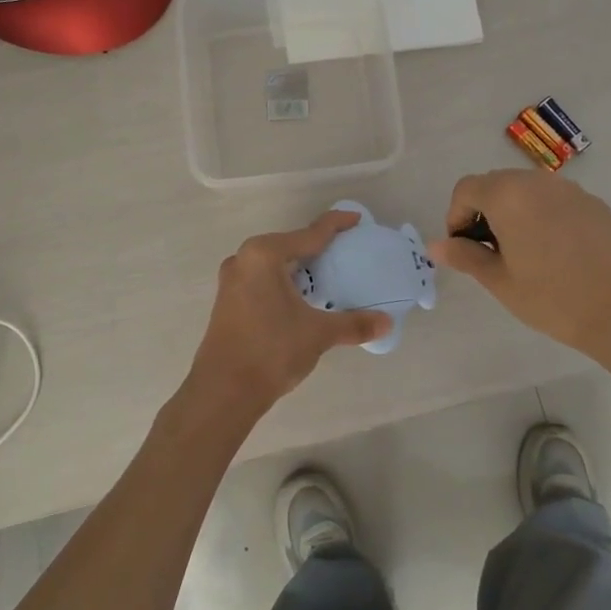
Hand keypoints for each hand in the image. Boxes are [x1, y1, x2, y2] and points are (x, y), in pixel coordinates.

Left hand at [183, 211, 390, 423]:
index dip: (335, 225)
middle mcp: (244, 259)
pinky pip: (262, 280)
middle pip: (289, 245)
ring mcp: (231, 280)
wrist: (223, 390)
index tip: (356, 219)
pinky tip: (301, 297)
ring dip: (298, 268)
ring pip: (274, 264)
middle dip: (316, 248)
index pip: (309, 234)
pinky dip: (284, 282)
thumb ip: (353, 324)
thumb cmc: (272, 350)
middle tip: (346, 251)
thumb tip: (386, 322)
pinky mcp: (227, 301)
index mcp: (264, 255)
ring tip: (327, 274)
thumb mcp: (318, 333)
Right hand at [429, 170, 610, 358]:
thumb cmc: (551, 298)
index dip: (456, 215)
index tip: (463, 247)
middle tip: (489, 251)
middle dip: (483, 211)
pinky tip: (553, 251)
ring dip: (512, 211)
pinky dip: (541, 214)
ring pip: (526, 189)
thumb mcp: (499, 281)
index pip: (466, 189)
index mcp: (508, 196)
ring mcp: (570, 189)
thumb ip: (465, 256)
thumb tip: (436, 245)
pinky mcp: (593, 203)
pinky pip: (554, 199)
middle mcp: (537, 182)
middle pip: (495, 183)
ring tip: (521, 251)